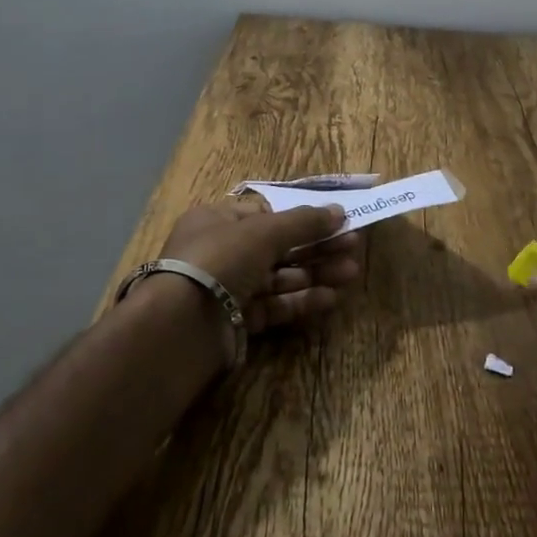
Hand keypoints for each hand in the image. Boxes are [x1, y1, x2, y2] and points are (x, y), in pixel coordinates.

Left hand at [157, 200, 363, 334]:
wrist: (183, 325)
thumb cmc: (221, 259)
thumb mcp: (264, 231)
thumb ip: (303, 222)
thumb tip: (339, 211)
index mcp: (217, 220)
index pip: (264, 214)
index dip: (299, 217)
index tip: (332, 221)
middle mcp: (222, 252)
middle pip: (277, 246)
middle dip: (315, 246)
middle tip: (353, 247)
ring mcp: (228, 288)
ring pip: (279, 277)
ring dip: (315, 274)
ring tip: (351, 272)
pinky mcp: (237, 321)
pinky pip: (274, 306)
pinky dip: (301, 301)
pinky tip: (330, 298)